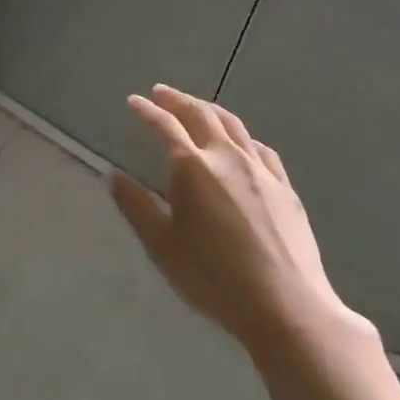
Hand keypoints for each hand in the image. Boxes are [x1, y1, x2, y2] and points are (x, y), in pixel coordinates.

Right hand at [110, 84, 365, 360]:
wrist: (286, 306)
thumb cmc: (213, 277)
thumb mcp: (161, 245)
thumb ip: (135, 206)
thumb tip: (113, 176)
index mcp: (192, 167)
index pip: (164, 125)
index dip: (147, 110)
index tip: (134, 101)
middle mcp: (226, 157)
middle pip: (201, 114)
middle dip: (178, 100)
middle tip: (162, 93)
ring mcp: (260, 170)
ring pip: (233, 125)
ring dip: (209, 110)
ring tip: (197, 107)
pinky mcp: (285, 188)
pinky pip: (260, 148)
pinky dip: (242, 136)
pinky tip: (241, 143)